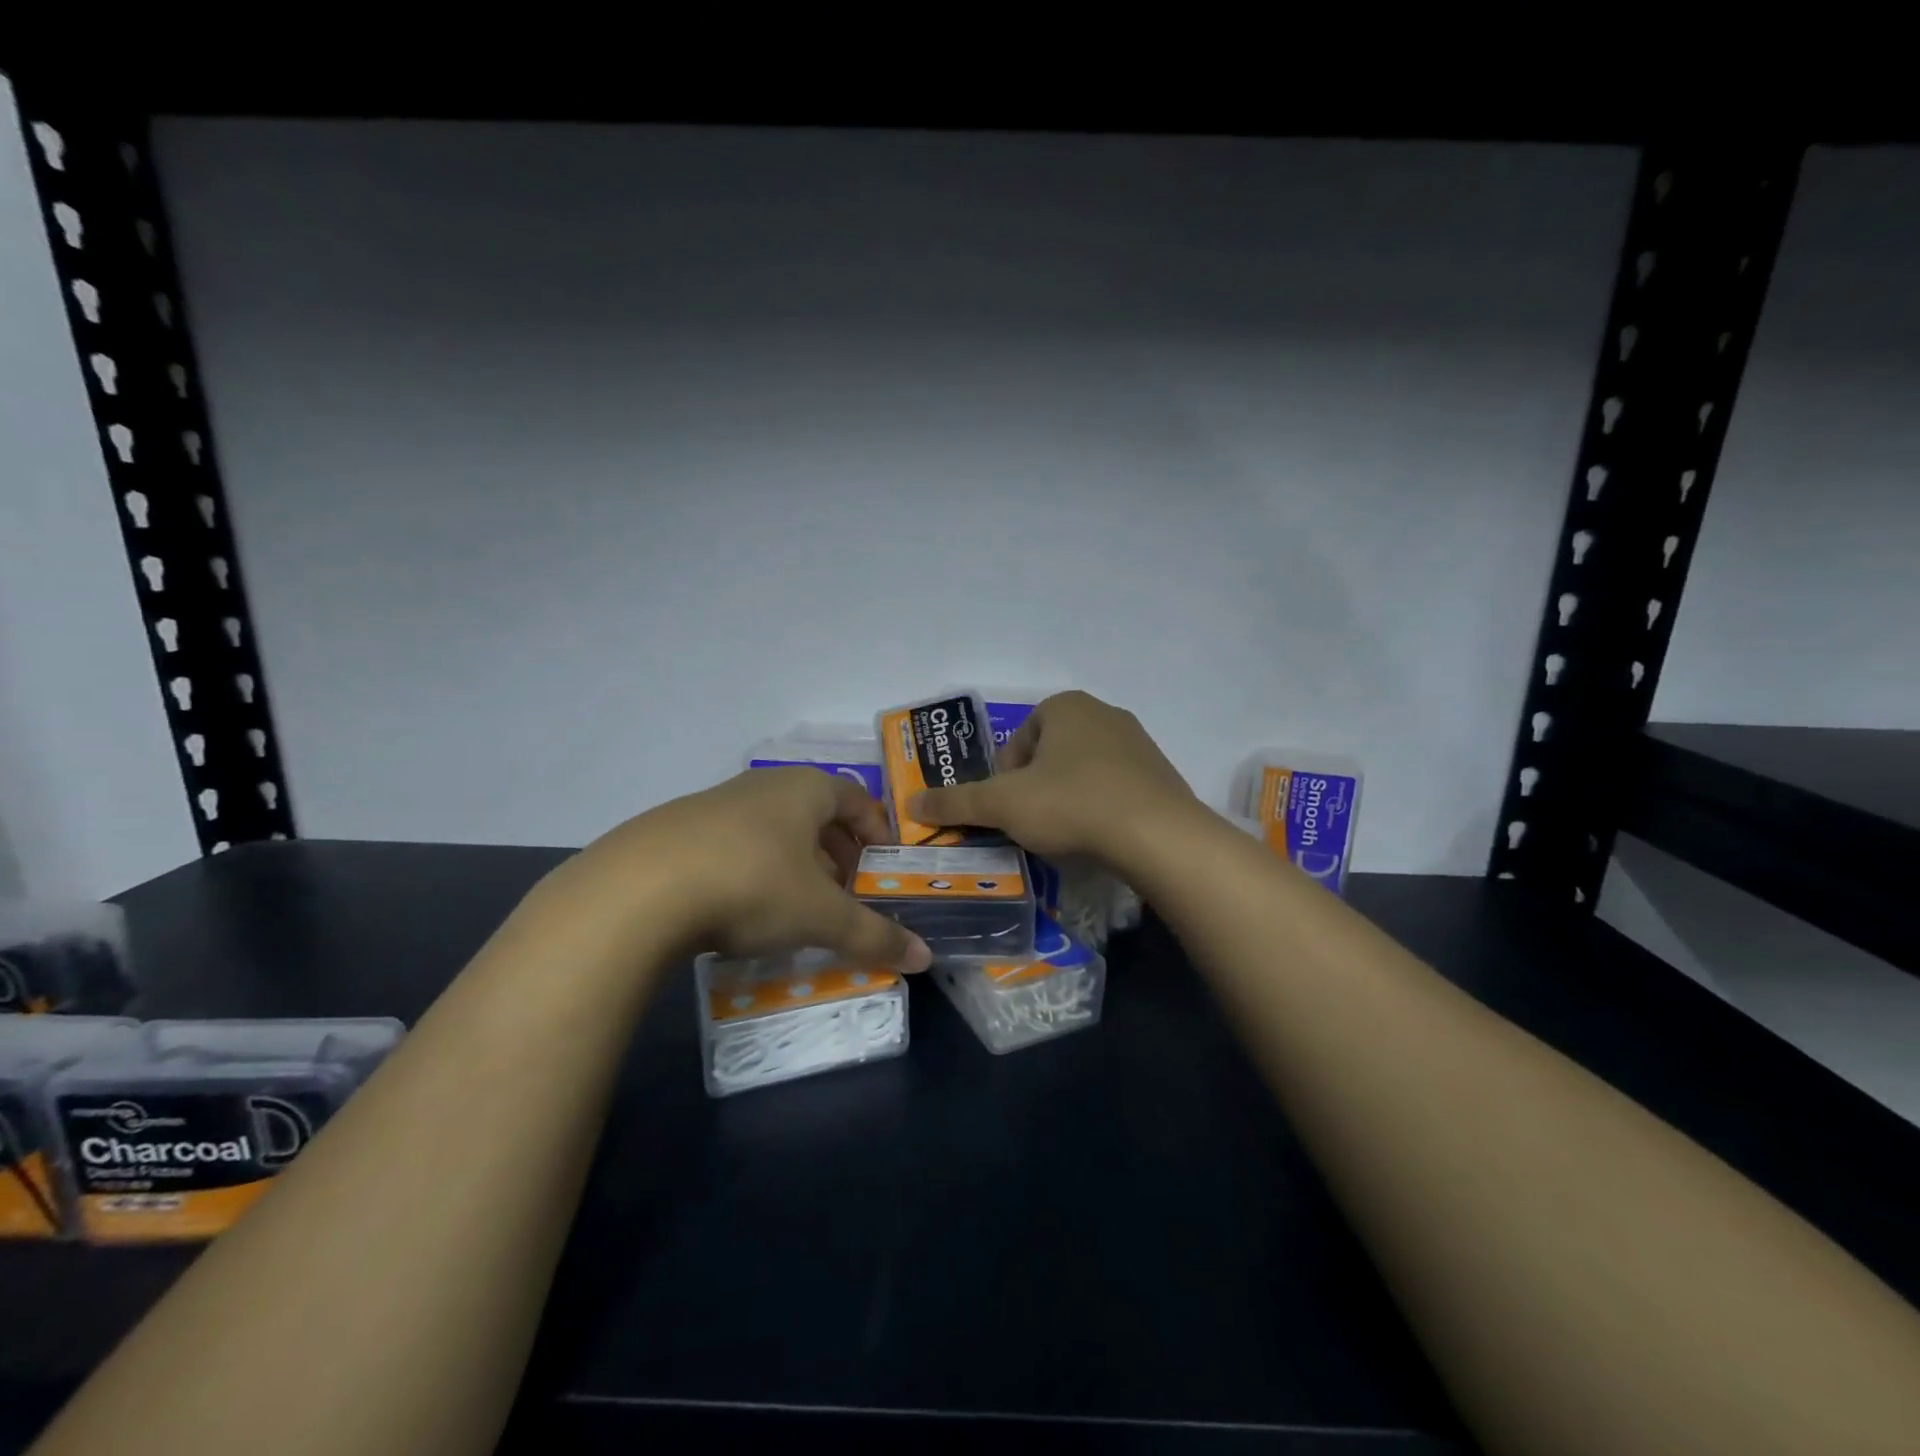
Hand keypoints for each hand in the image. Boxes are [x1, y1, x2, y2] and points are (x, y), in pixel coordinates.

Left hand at [554, 767, 931, 971]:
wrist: (639, 889)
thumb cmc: (753, 884)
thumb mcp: (821, 915)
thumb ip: (874, 935)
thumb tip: (924, 958)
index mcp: (805, 788)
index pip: (856, 797)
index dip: (876, 829)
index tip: (883, 865)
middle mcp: (763, 786)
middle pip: (815, 813)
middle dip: (837, 852)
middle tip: (845, 892)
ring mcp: (715, 804)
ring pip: (772, 829)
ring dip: (794, 863)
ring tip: (797, 906)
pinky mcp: (677, 831)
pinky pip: (733, 845)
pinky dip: (753, 871)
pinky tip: (742, 910)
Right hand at [910, 691, 1198, 864]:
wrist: (1158, 835)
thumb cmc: (1072, 805)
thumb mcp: (1003, 805)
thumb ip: (955, 802)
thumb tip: (910, 803)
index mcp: (1065, 707)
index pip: (1019, 740)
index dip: (1004, 777)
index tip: (1008, 808)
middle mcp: (1104, 713)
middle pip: (1050, 754)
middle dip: (1035, 788)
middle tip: (1031, 823)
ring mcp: (1138, 743)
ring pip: (1083, 771)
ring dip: (1067, 798)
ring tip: (1065, 834)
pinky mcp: (1161, 775)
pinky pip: (1116, 788)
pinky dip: (1100, 808)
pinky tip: (1099, 836)